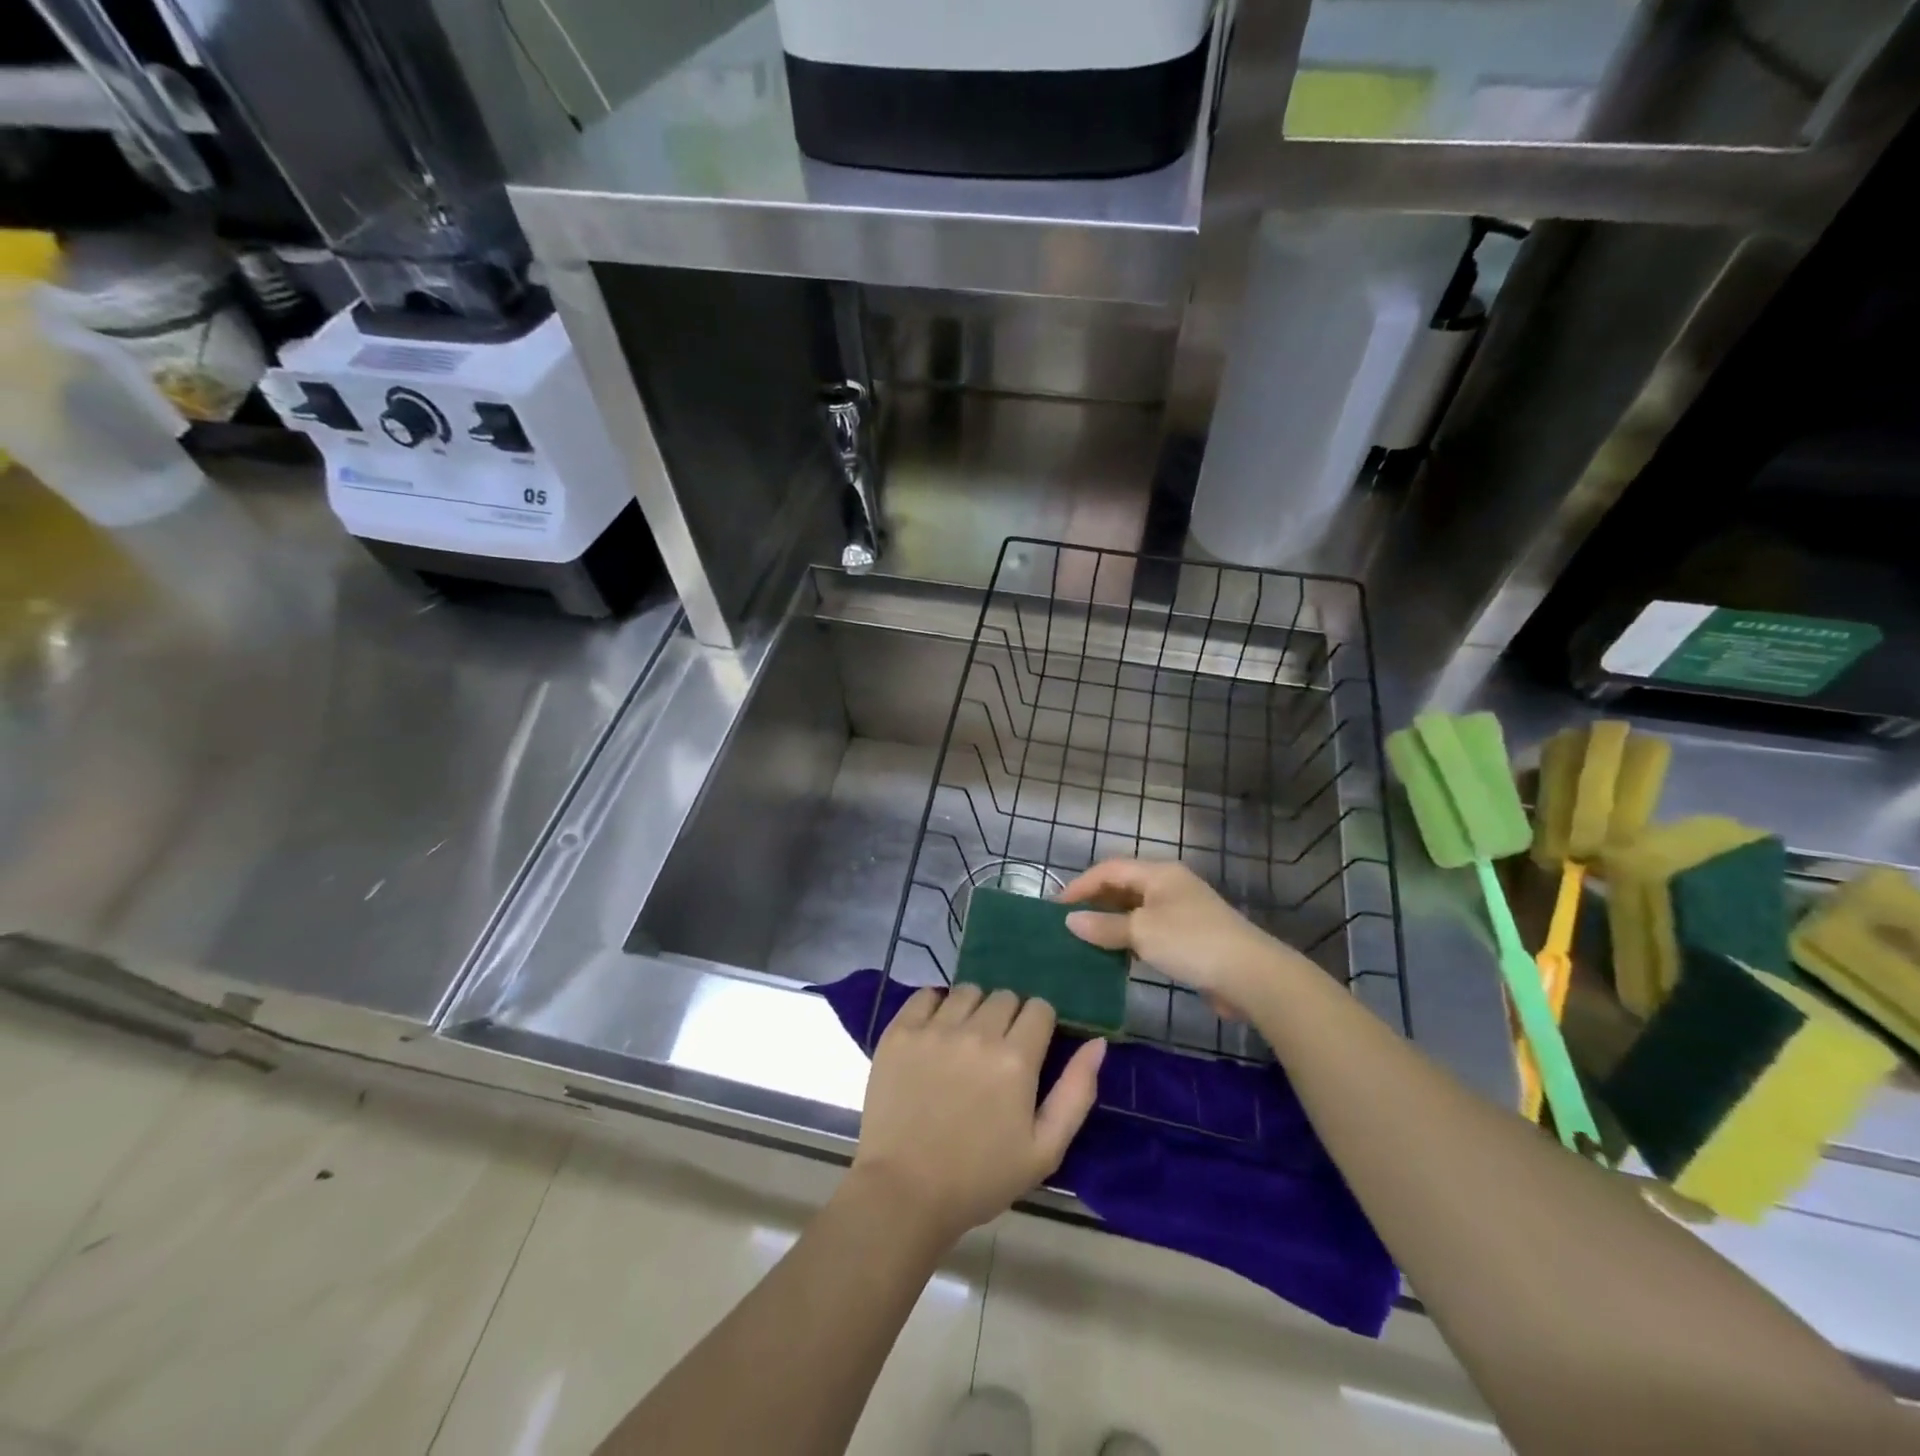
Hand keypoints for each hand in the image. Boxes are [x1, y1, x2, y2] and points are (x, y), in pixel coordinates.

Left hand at [852, 986, 1105, 1245]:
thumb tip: (1098, 1043)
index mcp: (1016, 1059)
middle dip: (1008, 1018)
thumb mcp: (1044, 1150)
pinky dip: (935, 1006)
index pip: (1039, 1008)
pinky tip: (936, 1032)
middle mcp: (977, 1033)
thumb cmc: (980, 1178)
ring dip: (974, 1009)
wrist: (903, 1193)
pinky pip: (926, 995)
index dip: (1039, 1025)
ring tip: (966, 1042)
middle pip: (1005, 996)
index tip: (1030, 1050)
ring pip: (968, 991)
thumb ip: (1076, 1092)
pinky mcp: (900, 1032)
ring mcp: (934, 1029)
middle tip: (997, 1053)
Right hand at [1060, 858, 1314, 1014]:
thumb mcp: (1142, 932)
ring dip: (1110, 922)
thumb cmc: (1192, 942)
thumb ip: (1104, 926)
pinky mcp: (1189, 937)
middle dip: (1094, 902)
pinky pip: (1149, 930)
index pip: (1109, 869)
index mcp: (1158, 873)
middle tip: (1067, 924)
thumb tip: (1070, 920)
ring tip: (1084, 940)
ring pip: (1135, 910)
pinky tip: (1115, 956)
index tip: (1055, 908)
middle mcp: (1169, 885)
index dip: (1080, 885)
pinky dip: (1129, 939)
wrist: (1251, 975)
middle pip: (1122, 886)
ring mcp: (1181, 911)